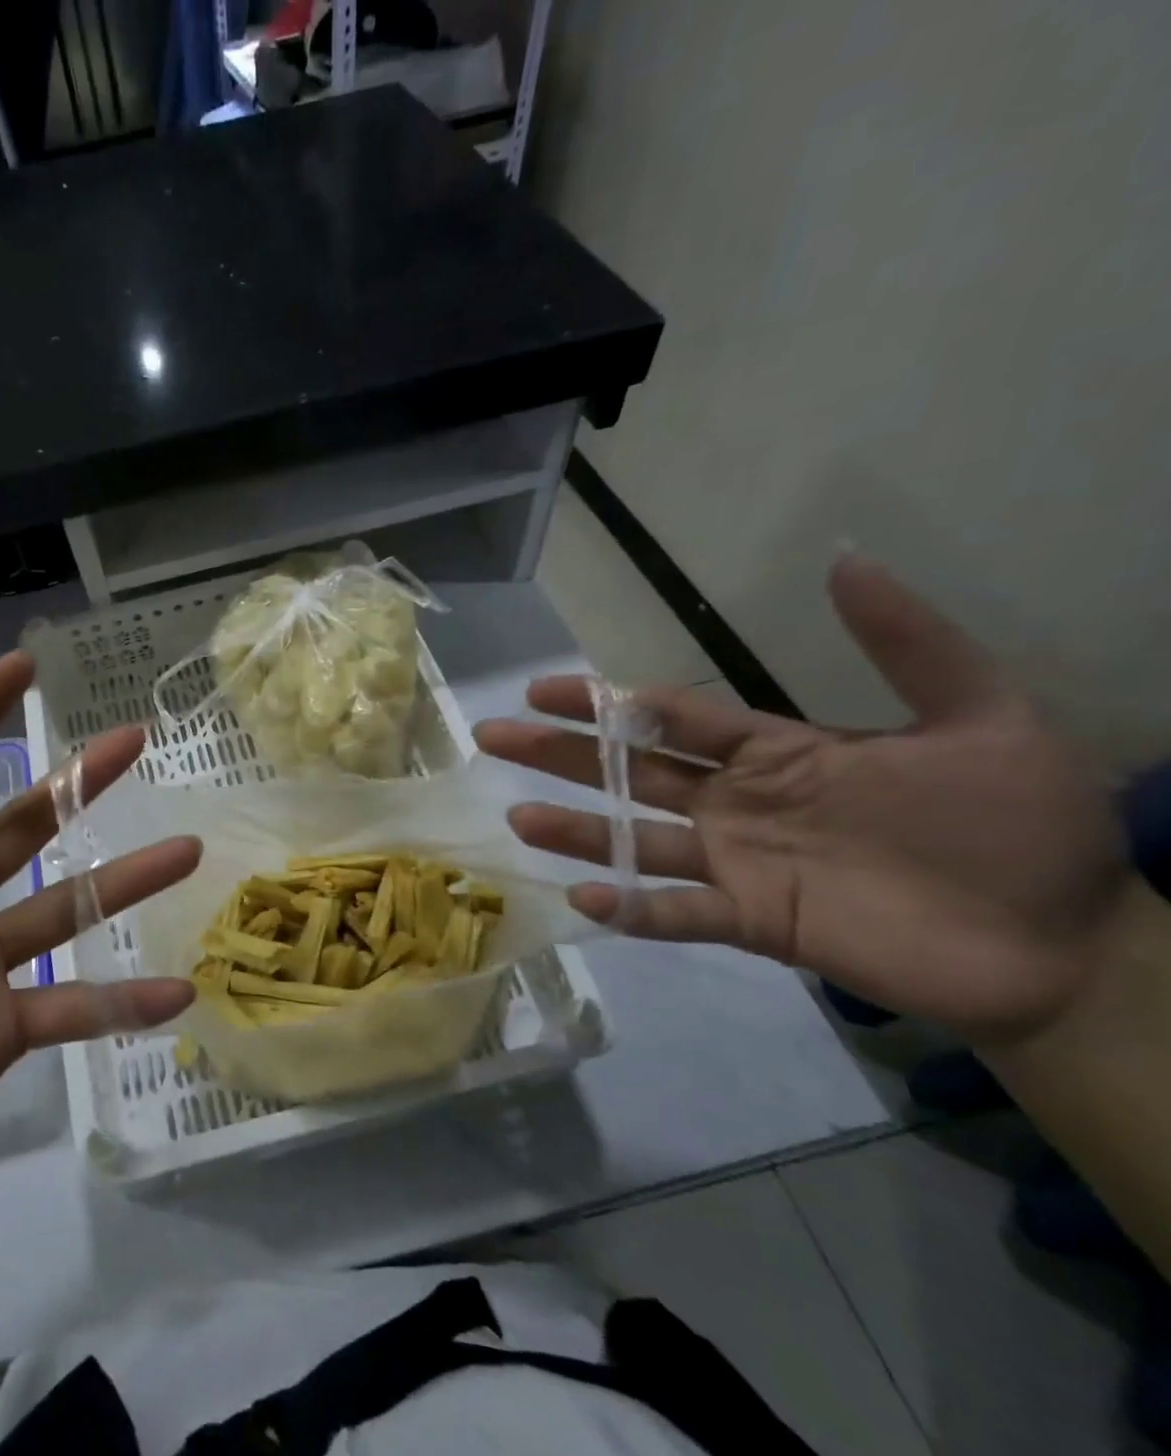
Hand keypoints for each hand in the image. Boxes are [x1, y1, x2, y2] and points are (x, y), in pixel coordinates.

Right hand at [475, 554, 1130, 1045]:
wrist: (1070, 943)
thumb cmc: (1021, 827)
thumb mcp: (979, 716)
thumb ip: (907, 643)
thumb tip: (843, 558)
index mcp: (776, 754)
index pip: (670, 719)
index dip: (605, 703)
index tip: (543, 689)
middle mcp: (738, 805)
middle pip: (630, 772)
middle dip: (561, 753)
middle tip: (494, 736)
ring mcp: (739, 864)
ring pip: (637, 840)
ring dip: (578, 831)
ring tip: (520, 819)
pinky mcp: (755, 922)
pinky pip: (678, 912)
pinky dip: (634, 909)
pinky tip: (587, 898)